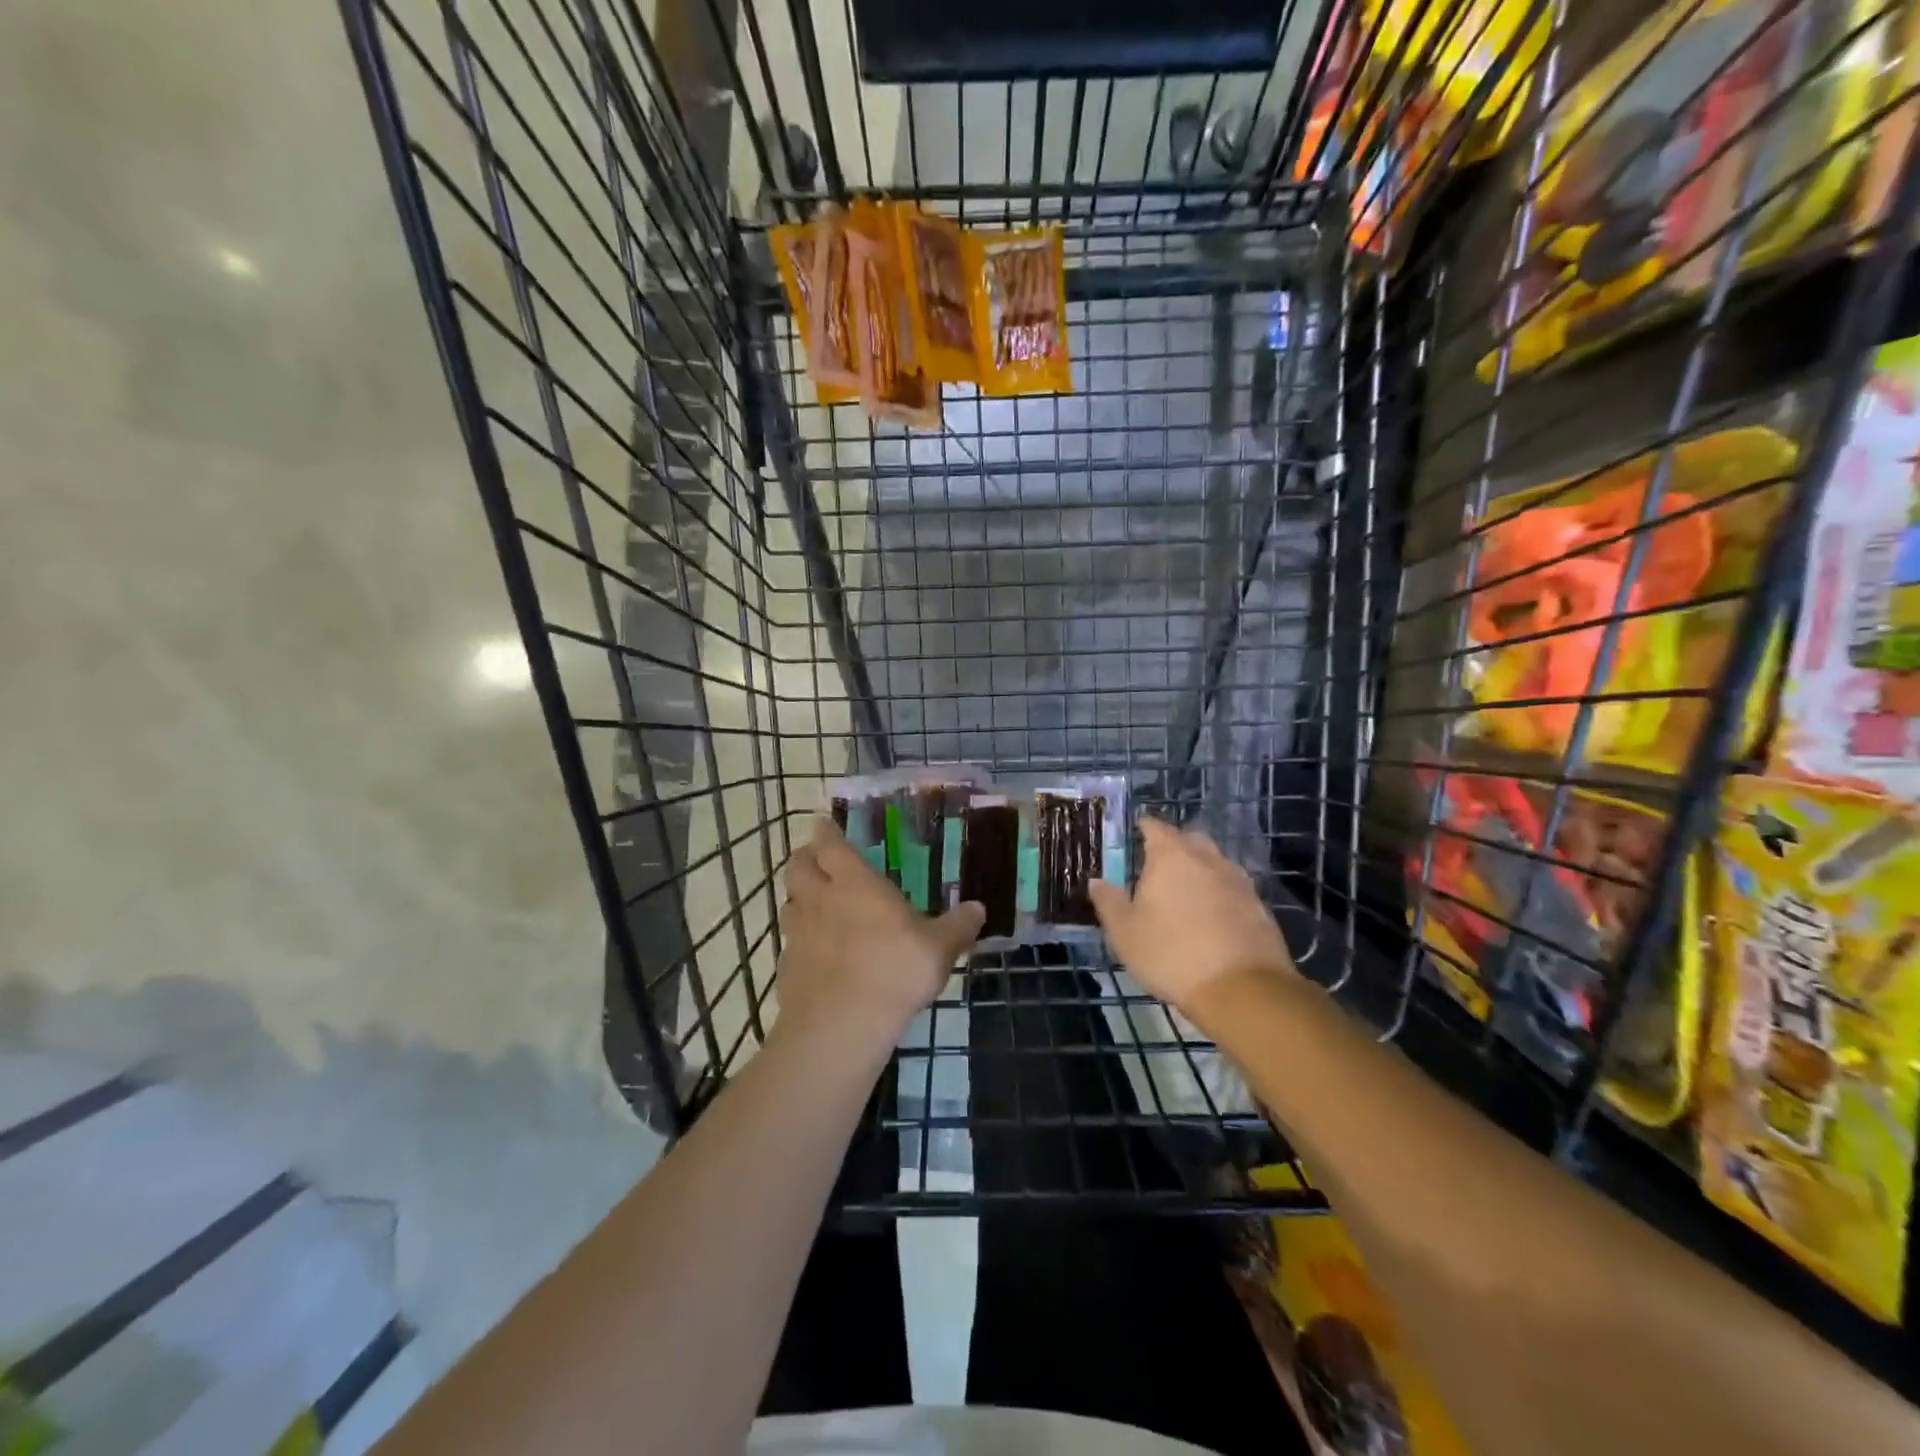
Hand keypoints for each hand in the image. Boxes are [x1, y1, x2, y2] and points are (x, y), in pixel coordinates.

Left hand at [775, 817, 984, 1057]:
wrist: (840, 1026)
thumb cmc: (894, 972)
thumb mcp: (939, 949)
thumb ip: (958, 927)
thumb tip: (979, 908)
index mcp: (855, 884)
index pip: (831, 845)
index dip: (826, 833)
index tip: (823, 824)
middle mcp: (820, 900)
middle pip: (798, 867)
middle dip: (804, 858)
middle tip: (816, 860)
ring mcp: (798, 934)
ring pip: (789, 902)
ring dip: (799, 898)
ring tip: (814, 904)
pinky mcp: (787, 967)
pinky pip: (789, 943)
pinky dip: (799, 941)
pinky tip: (814, 954)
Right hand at [1088, 818, 1294, 1027]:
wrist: (1241, 989)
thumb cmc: (1171, 954)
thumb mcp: (1125, 932)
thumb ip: (1109, 902)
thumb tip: (1097, 881)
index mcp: (1171, 856)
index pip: (1155, 827)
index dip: (1144, 827)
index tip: (1135, 832)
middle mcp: (1207, 859)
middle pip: (1190, 839)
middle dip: (1175, 845)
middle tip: (1158, 863)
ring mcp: (1238, 881)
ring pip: (1215, 863)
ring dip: (1200, 870)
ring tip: (1186, 891)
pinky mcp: (1259, 906)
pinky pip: (1233, 889)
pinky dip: (1220, 894)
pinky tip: (1212, 916)